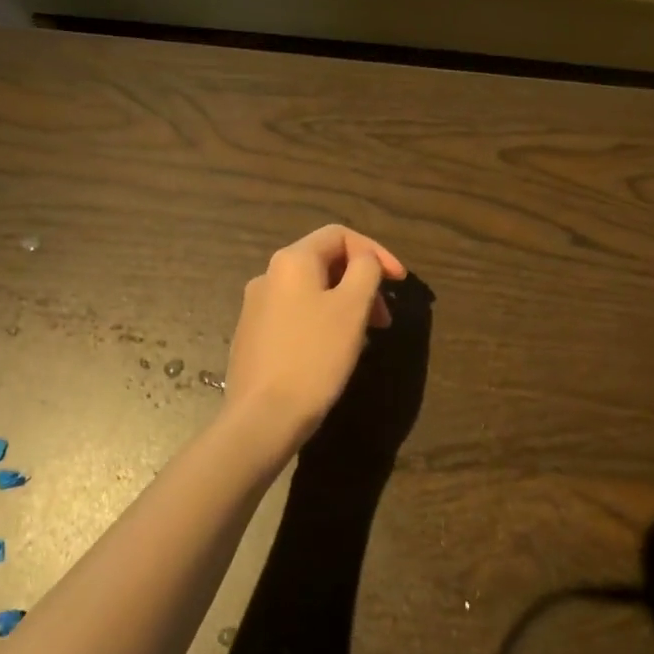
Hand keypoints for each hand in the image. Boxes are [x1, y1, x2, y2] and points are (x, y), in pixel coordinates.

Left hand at [223, 224, 407, 447]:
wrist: (263, 417)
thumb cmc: (315, 356)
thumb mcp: (352, 308)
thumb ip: (366, 271)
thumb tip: (365, 260)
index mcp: (292, 261)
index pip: (340, 235)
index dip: (376, 252)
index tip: (399, 282)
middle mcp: (268, 276)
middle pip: (326, 262)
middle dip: (362, 282)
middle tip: (385, 317)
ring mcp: (256, 307)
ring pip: (313, 291)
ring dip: (346, 304)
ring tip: (365, 337)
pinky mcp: (254, 336)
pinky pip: (298, 314)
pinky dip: (325, 321)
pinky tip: (335, 351)